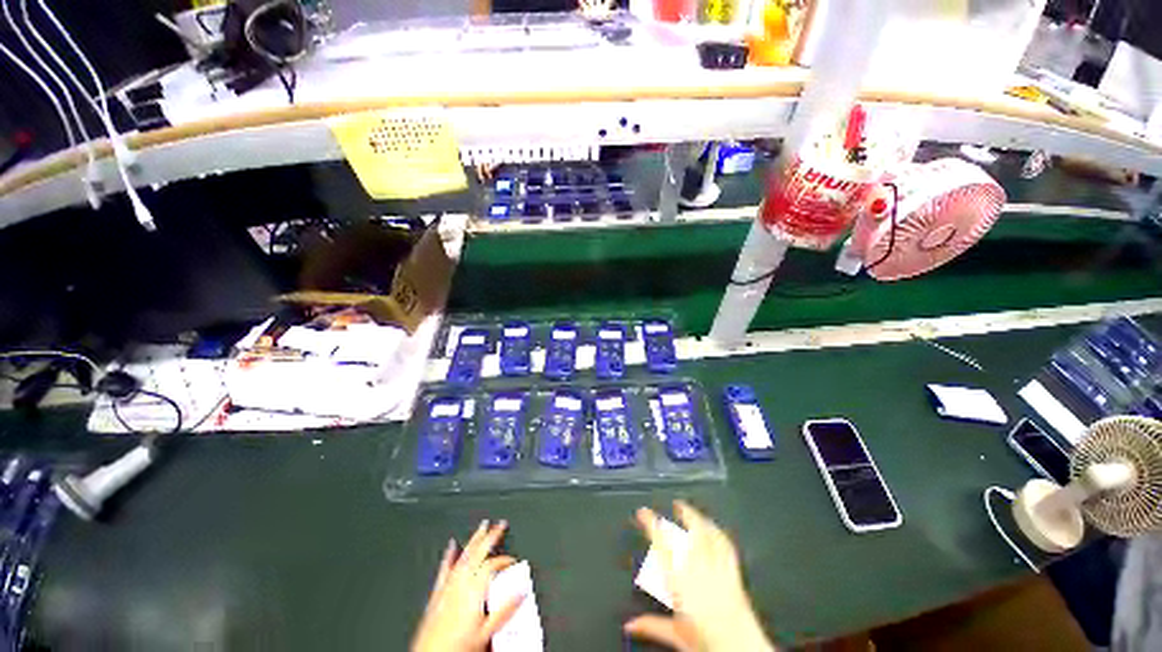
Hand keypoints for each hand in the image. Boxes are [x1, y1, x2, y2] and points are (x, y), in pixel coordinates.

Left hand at [412, 520, 523, 651]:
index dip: (505, 561)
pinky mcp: (437, 593)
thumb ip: (505, 609)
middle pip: (479, 552)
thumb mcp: (487, 632)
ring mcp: (448, 586)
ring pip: (464, 556)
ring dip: (474, 539)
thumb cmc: (456, 647)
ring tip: (482, 526)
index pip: (493, 565)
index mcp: (475, 589)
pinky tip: (451, 545)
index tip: (513, 561)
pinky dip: (449, 555)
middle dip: (491, 536)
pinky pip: (444, 569)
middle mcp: (461, 582)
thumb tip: (521, 591)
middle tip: (501, 524)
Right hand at [625, 501, 776, 651]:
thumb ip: (652, 626)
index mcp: (681, 581)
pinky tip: (717, 530)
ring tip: (694, 511)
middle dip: (684, 514)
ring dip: (701, 520)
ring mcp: (720, 569)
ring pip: (710, 535)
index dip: (651, 523)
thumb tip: (628, 625)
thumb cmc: (706, 645)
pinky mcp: (735, 576)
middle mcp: (700, 569)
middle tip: (676, 503)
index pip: (662, 543)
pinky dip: (720, 534)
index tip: (643, 512)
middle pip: (691, 532)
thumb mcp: (677, 637)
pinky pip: (727, 547)